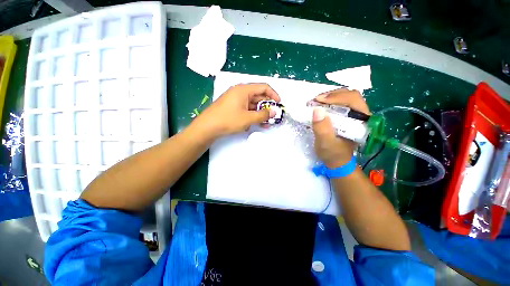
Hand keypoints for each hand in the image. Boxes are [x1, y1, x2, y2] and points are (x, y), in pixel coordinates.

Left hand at [195, 83, 280, 137]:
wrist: (208, 127)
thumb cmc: (228, 120)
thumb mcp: (248, 118)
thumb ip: (263, 115)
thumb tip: (274, 112)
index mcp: (244, 90)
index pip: (263, 87)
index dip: (273, 94)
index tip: (279, 103)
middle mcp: (240, 92)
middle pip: (258, 96)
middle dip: (267, 106)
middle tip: (273, 116)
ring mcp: (235, 100)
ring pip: (252, 104)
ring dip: (260, 113)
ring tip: (266, 123)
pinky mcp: (232, 107)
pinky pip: (246, 109)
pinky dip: (252, 115)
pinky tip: (255, 124)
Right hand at [312, 88, 370, 167]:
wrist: (336, 161)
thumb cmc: (333, 154)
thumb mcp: (325, 143)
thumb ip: (322, 128)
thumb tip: (317, 109)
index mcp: (361, 121)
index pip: (353, 100)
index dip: (335, 97)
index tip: (318, 100)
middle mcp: (361, 115)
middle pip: (350, 95)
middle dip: (331, 95)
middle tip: (316, 100)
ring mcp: (354, 115)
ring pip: (345, 97)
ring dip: (329, 97)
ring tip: (316, 102)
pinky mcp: (347, 116)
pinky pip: (340, 103)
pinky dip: (329, 101)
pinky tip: (320, 106)